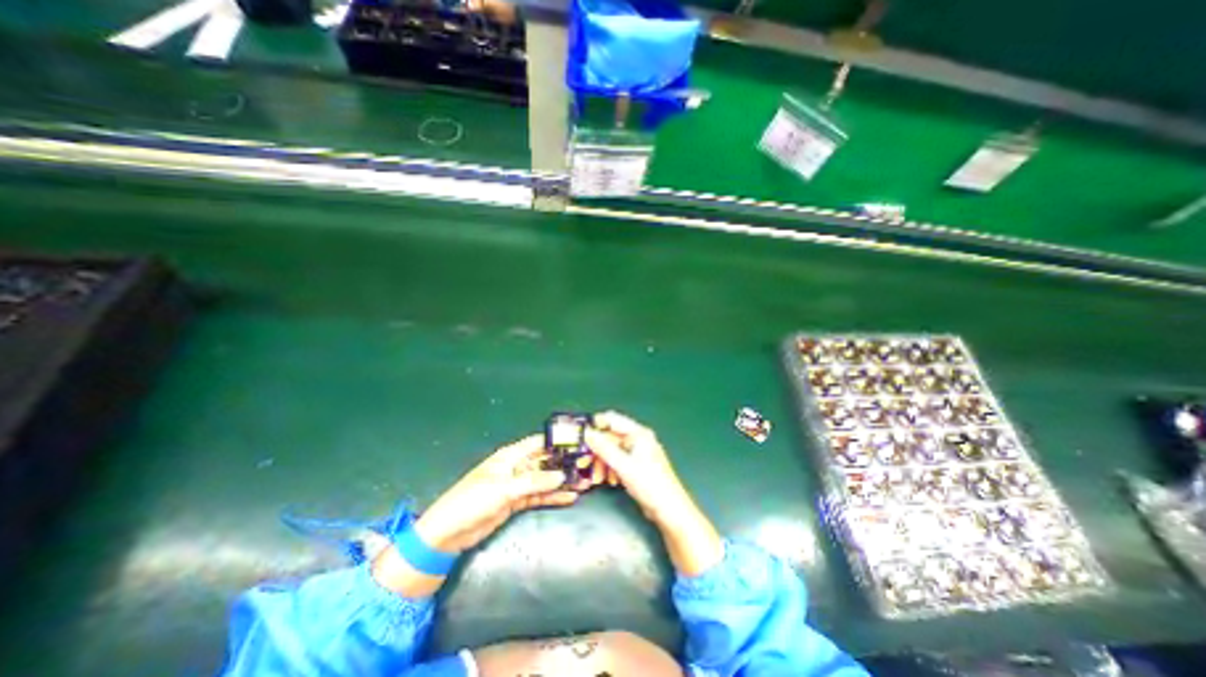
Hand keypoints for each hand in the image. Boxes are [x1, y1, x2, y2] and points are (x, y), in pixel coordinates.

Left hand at [416, 437, 577, 552]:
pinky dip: (553, 496)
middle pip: (545, 461)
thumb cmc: (472, 501)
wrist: (448, 534)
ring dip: (562, 482)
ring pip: (545, 479)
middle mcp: (516, 466)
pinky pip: (539, 495)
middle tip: (587, 466)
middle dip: (565, 463)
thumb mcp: (504, 489)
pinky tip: (570, 496)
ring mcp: (517, 484)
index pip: (539, 443)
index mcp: (511, 456)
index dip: (558, 442)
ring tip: (585, 482)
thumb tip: (562, 476)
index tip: (580, 443)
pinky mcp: (517, 501)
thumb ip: (534, 482)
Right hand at [581, 409, 686, 526]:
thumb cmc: (649, 484)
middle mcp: (639, 438)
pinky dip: (611, 468)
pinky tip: (609, 480)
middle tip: (584, 462)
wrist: (669, 509)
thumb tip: (587, 433)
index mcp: (638, 433)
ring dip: (603, 461)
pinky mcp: (638, 465)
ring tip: (597, 477)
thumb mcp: (623, 466)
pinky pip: (619, 460)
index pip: (612, 420)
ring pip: (614, 450)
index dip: (596, 425)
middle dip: (598, 449)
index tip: (580, 436)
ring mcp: (639, 452)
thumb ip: (604, 448)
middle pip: (612, 437)